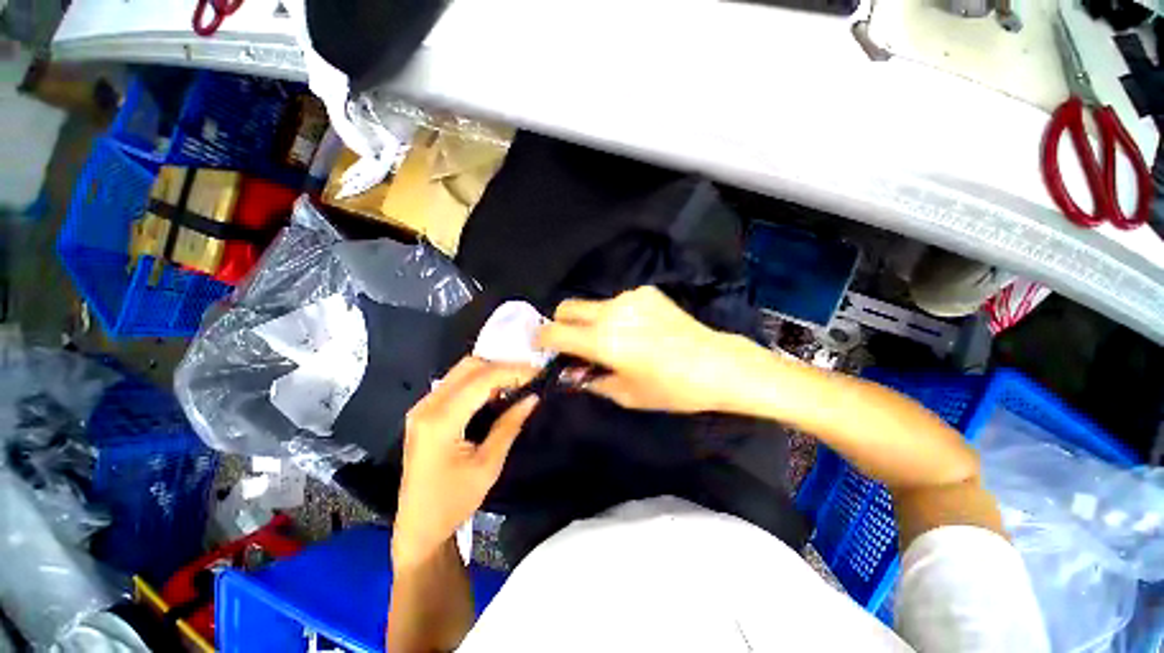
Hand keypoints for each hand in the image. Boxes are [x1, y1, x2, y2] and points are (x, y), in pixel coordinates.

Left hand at [392, 357, 538, 568]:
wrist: (418, 527)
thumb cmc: (453, 502)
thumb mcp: (488, 465)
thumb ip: (510, 425)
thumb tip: (532, 397)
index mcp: (441, 420)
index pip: (482, 379)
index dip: (513, 371)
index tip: (538, 374)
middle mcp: (427, 406)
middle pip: (470, 366)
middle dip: (503, 367)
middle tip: (528, 379)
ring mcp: (422, 407)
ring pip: (462, 371)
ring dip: (491, 372)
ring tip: (516, 385)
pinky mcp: (425, 412)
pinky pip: (455, 383)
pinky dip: (479, 382)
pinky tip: (496, 393)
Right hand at [535, 286, 750, 413]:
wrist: (716, 364)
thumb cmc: (670, 388)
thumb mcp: (625, 394)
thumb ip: (591, 380)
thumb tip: (571, 371)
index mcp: (603, 340)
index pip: (555, 331)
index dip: (542, 338)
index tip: (541, 346)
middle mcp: (611, 311)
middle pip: (567, 306)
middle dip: (561, 323)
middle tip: (572, 342)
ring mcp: (630, 298)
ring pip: (593, 304)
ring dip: (590, 319)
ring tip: (611, 339)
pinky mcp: (647, 292)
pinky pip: (618, 301)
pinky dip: (615, 314)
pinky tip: (636, 329)